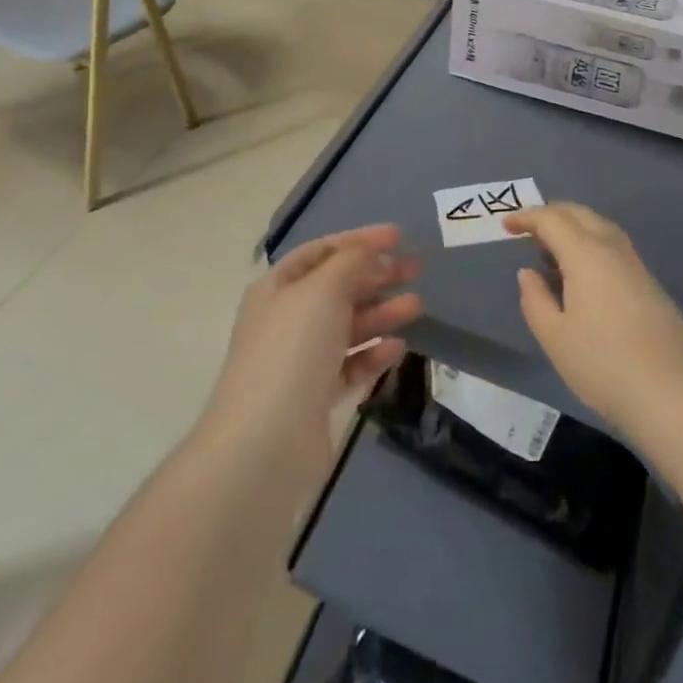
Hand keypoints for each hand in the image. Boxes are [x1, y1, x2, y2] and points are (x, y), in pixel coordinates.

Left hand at [199, 224, 422, 495]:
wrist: (264, 446)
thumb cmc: (291, 352)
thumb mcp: (322, 291)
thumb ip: (351, 263)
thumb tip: (372, 253)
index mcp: (278, 288)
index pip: (323, 251)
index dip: (359, 240)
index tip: (399, 237)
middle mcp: (288, 319)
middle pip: (339, 287)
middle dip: (377, 274)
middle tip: (417, 270)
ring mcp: (302, 360)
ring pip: (349, 326)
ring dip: (382, 312)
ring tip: (418, 306)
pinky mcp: (317, 397)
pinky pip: (351, 365)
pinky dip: (374, 354)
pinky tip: (397, 348)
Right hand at [508, 203, 682, 441]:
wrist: (673, 395)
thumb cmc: (603, 365)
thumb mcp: (555, 337)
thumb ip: (535, 299)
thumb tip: (528, 272)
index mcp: (586, 254)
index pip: (552, 220)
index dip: (527, 217)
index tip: (506, 225)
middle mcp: (613, 249)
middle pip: (580, 215)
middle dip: (552, 215)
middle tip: (529, 231)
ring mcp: (636, 266)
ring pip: (602, 228)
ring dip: (575, 229)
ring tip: (553, 253)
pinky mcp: (651, 285)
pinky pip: (614, 248)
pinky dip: (592, 246)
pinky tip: (584, 277)